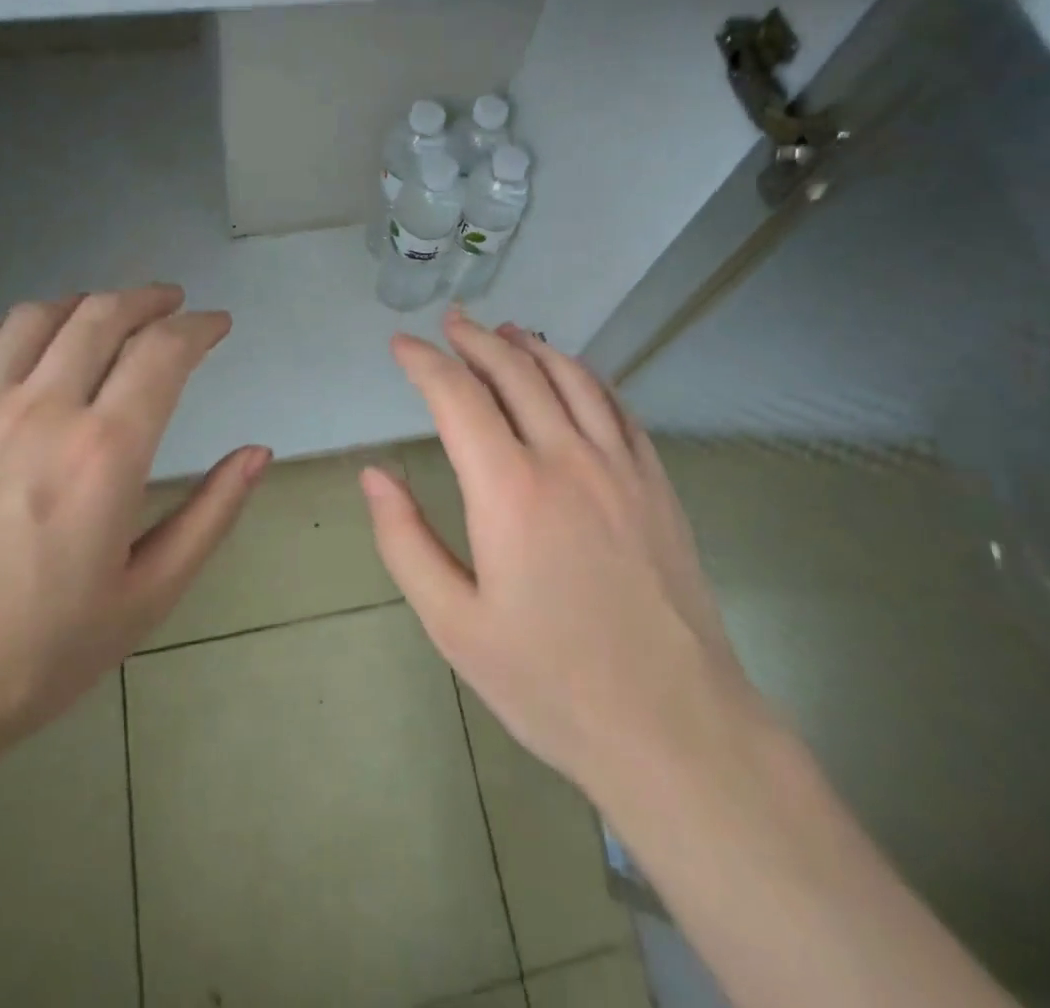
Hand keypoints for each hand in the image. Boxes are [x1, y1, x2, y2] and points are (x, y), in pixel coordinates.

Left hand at [0, 285, 269, 794]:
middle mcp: (40, 411)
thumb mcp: (147, 598)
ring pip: (38, 318)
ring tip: (106, 312)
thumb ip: (210, 515)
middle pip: (103, 316)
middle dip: (148, 299)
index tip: (217, 324)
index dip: (199, 327)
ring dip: (85, 303)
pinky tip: (29, 335)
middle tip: (171, 303)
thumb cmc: (32, 658)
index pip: (164, 352)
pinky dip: (15, 324)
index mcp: (105, 453)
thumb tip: (258, 452)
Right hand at [361, 309, 766, 805]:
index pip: (458, 397)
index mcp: (511, 489)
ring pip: (572, 377)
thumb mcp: (455, 625)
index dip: (424, 363)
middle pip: (516, 372)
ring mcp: (620, 465)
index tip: (401, 345)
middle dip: (476, 339)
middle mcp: (567, 458)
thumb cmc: (551, 682)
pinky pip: (617, 407)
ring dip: (532, 346)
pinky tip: (575, 374)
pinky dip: (586, 376)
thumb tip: (374, 475)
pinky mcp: (656, 483)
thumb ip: (406, 542)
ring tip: (506, 330)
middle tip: (450, 322)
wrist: (674, 726)